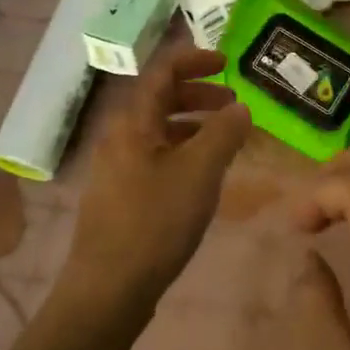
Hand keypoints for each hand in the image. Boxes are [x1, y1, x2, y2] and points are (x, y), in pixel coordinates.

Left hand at [62, 45, 252, 319]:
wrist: (108, 289)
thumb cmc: (155, 221)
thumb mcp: (200, 171)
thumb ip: (224, 133)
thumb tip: (240, 108)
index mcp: (133, 121)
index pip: (162, 71)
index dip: (195, 59)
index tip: (228, 62)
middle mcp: (120, 136)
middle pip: (160, 99)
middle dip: (199, 94)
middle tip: (234, 104)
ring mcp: (117, 167)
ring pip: (159, 130)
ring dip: (194, 124)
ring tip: (226, 139)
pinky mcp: (121, 195)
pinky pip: (156, 156)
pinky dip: (183, 151)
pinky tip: (204, 175)